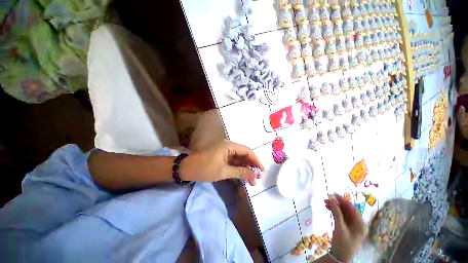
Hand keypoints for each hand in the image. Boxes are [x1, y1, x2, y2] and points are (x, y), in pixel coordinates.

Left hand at [180, 141, 263, 185]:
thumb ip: (240, 172)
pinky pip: (234, 162)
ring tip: (252, 180)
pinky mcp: (222, 157)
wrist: (187, 169)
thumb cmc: (205, 168)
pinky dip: (239, 169)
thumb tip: (254, 175)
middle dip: (251, 166)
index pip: (247, 151)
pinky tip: (243, 177)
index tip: (262, 170)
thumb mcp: (223, 171)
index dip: (255, 160)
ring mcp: (225, 152)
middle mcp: (229, 147)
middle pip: (244, 155)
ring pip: (239, 159)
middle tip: (258, 178)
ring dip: (246, 169)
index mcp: (229, 146)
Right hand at [325, 194, 365, 262]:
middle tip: (327, 198)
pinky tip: (328, 208)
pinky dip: (334, 211)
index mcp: (360, 224)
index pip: (353, 208)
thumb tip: (331, 197)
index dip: (343, 200)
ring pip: (343, 212)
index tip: (333, 194)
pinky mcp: (346, 227)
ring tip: (325, 202)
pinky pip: (341, 216)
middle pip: (348, 210)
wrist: (339, 257)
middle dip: (337, 203)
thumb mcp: (339, 227)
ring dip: (335, 207)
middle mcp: (358, 223)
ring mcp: (352, 225)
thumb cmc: (342, 243)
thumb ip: (336, 212)